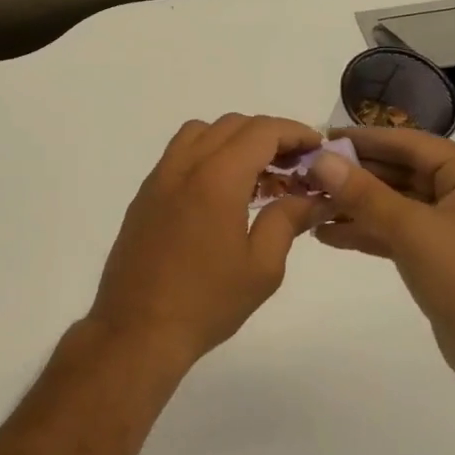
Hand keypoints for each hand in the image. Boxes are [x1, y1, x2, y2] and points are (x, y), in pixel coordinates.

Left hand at [88, 115, 330, 368]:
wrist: (137, 328)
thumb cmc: (206, 301)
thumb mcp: (262, 267)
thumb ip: (287, 220)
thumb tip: (312, 197)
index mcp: (217, 177)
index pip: (261, 131)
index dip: (294, 132)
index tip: (317, 147)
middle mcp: (185, 164)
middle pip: (232, 125)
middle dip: (268, 135)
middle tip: (295, 165)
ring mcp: (161, 176)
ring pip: (202, 132)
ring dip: (235, 139)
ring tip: (259, 174)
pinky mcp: (146, 193)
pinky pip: (181, 153)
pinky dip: (208, 153)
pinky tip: (224, 192)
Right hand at [308, 128, 454, 418]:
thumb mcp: (413, 231)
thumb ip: (363, 193)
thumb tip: (319, 159)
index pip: (407, 143)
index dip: (361, 140)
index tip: (317, 138)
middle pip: (398, 170)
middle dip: (352, 175)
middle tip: (304, 174)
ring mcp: (452, 224)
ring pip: (394, 201)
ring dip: (353, 204)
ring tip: (307, 204)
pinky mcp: (440, 255)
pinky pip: (397, 230)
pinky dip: (366, 231)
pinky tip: (326, 234)